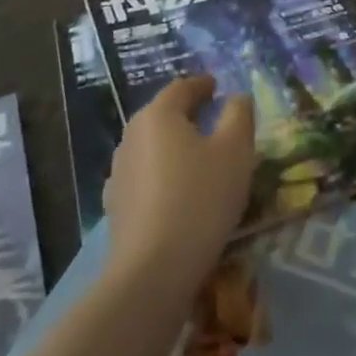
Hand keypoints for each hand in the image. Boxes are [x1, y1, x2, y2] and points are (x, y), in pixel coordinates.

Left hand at [103, 76, 256, 294]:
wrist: (153, 271)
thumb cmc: (200, 199)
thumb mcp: (235, 151)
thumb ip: (239, 115)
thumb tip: (237, 97)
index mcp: (158, 115)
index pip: (182, 88)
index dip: (202, 85)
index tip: (217, 86)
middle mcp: (131, 135)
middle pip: (163, 115)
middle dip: (187, 113)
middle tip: (212, 118)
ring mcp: (118, 172)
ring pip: (152, 147)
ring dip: (173, 146)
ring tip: (198, 157)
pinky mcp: (116, 206)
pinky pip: (144, 177)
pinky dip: (162, 175)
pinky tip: (176, 192)